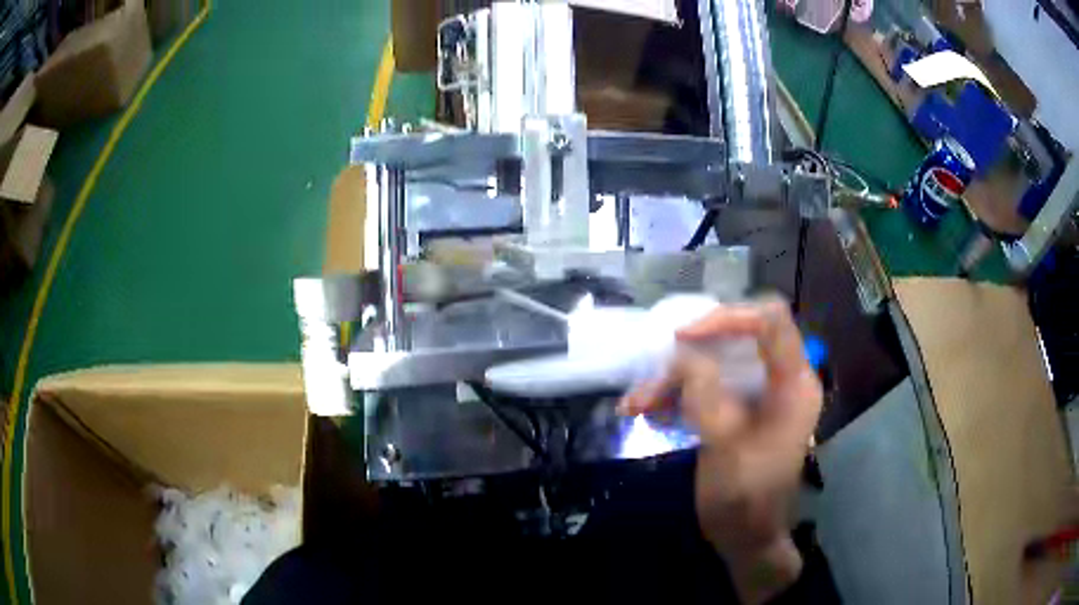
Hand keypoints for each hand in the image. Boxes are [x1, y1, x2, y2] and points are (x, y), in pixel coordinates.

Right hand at [618, 297, 822, 602]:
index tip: (683, 337)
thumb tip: (683, 355)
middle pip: (738, 337)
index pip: (771, 321)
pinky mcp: (741, 410)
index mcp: (793, 384)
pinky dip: (677, 395)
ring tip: (636, 404)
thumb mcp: (724, 447)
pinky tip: (648, 411)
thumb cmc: (745, 499)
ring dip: (674, 379)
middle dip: (691, 352)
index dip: (727, 318)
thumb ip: (707, 395)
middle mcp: (781, 380)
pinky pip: (708, 386)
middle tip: (656, 369)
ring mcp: (761, 395)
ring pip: (715, 364)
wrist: (746, 539)